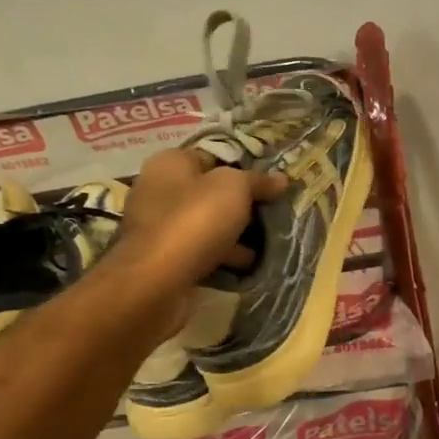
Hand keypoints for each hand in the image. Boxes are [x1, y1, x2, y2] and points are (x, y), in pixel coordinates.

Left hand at [115, 149, 285, 304]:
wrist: (156, 281)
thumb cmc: (195, 221)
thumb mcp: (235, 189)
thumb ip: (258, 181)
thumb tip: (282, 179)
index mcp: (171, 162)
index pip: (214, 158)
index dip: (244, 170)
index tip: (270, 187)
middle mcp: (159, 189)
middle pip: (210, 192)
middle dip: (241, 205)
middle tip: (272, 216)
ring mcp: (158, 226)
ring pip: (206, 224)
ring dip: (234, 234)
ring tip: (266, 245)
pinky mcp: (162, 258)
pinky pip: (199, 250)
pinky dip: (221, 256)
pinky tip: (245, 266)